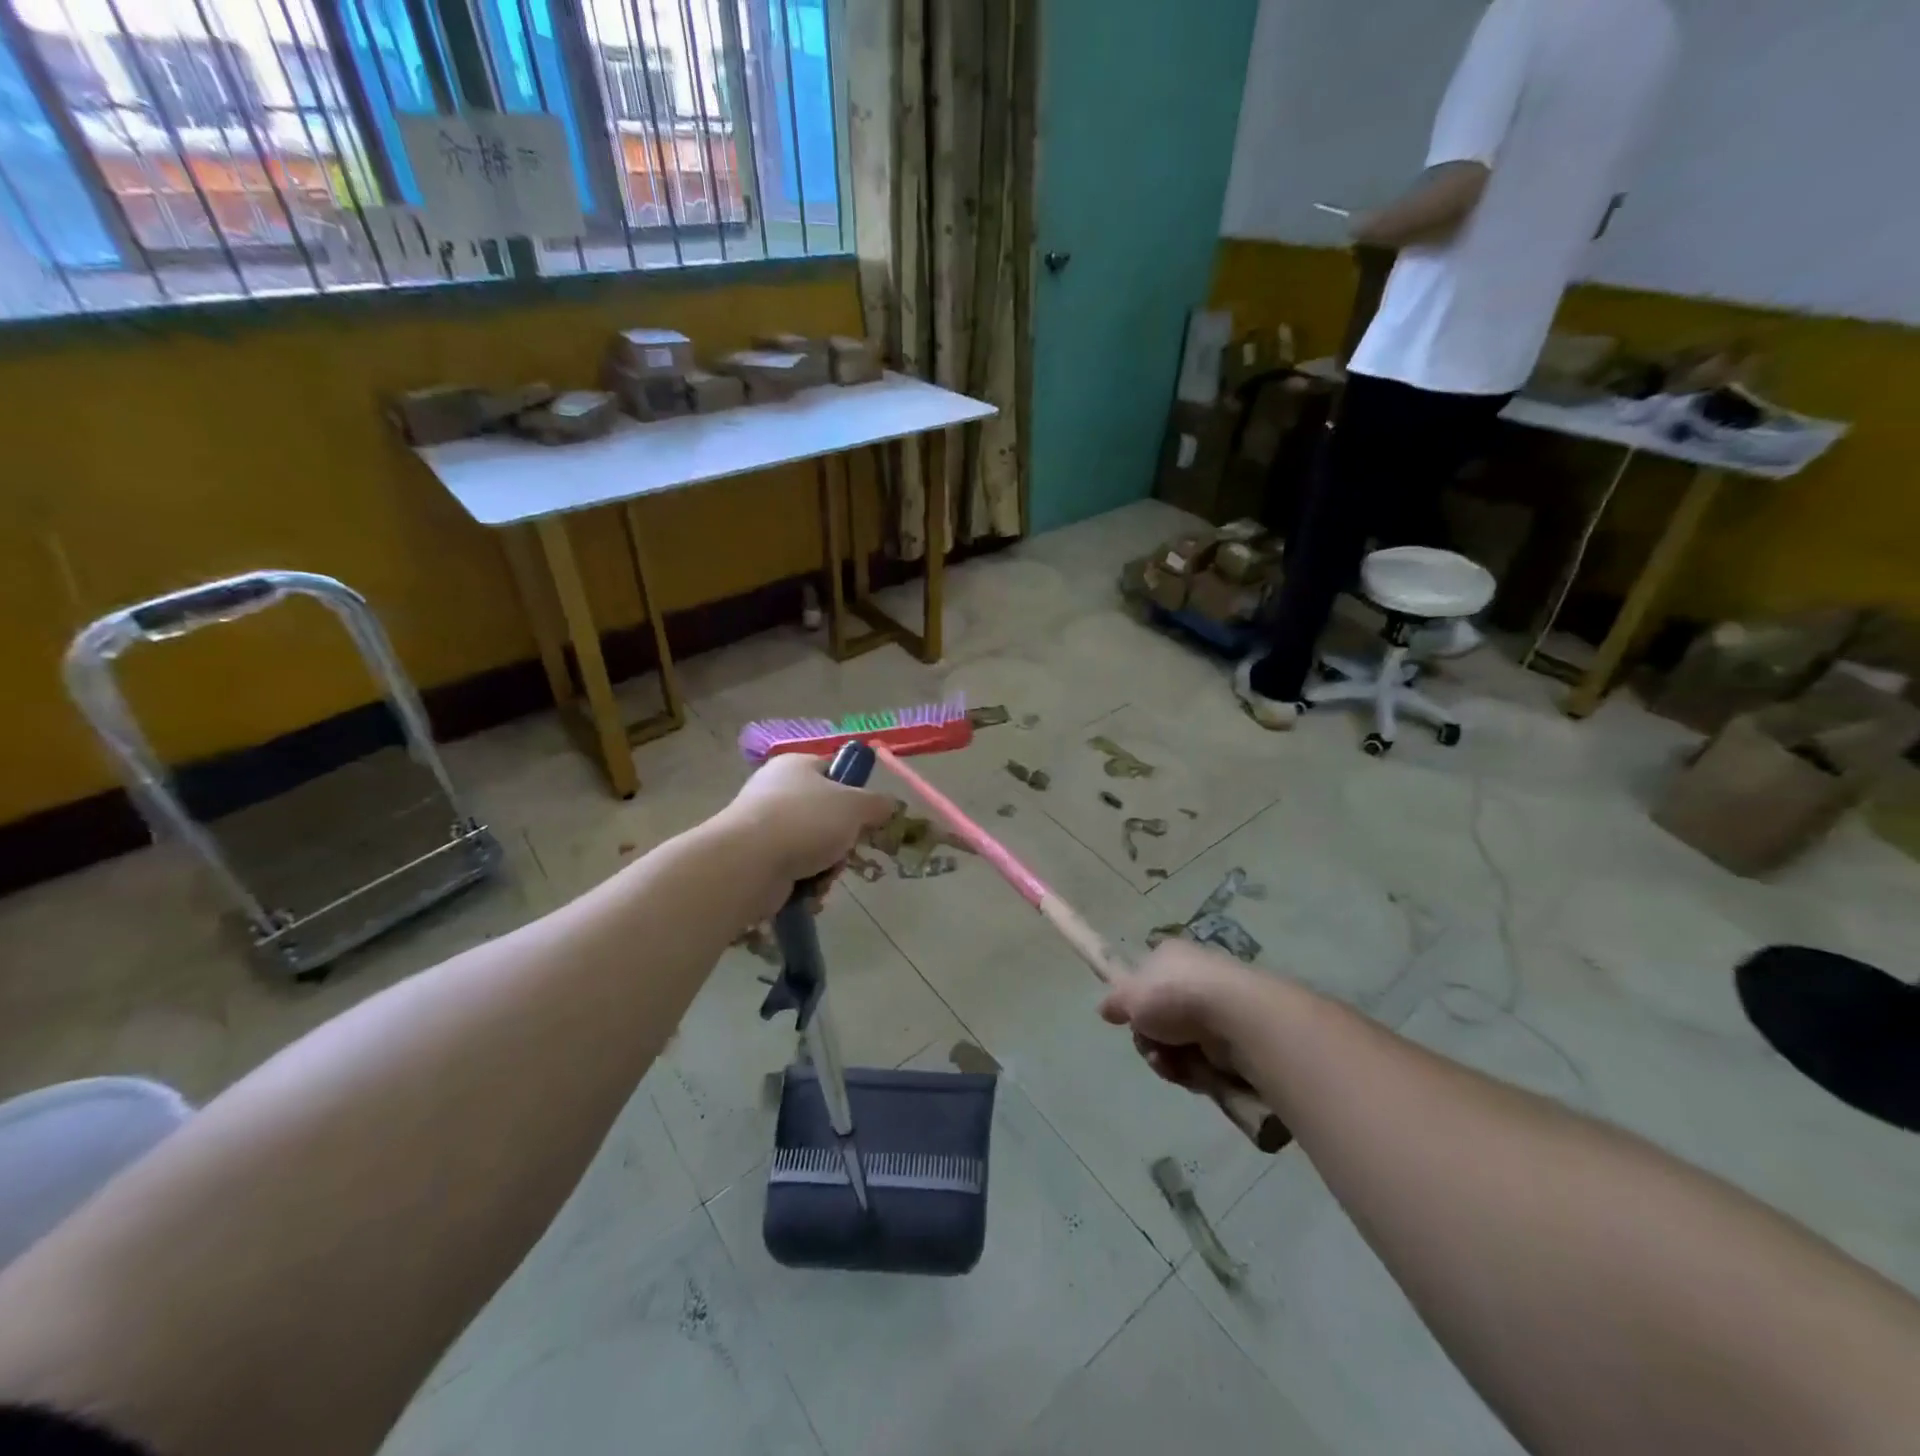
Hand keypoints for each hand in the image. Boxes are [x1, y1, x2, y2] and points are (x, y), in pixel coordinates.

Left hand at [716, 754, 896, 916]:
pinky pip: (796, 871)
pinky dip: (808, 883)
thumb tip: (891, 804)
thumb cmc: (805, 821)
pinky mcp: (757, 861)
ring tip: (824, 874)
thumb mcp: (855, 805)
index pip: (835, 771)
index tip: (869, 815)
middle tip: (848, 849)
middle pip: (828, 815)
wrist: (748, 864)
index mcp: (796, 765)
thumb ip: (878, 803)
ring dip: (828, 866)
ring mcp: (764, 827)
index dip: (856, 792)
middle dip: (843, 839)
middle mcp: (777, 791)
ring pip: (815, 847)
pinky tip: (809, 891)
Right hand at [1098, 941, 1264, 1091]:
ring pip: (1178, 1042)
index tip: (1130, 1019)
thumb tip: (1104, 1009)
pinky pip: (1202, 1059)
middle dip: (1150, 1038)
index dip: (1135, 1002)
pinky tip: (1193, 1069)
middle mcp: (1193, 976)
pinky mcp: (1234, 1036)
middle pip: (1159, 1017)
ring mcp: (1216, 1007)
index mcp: (1169, 956)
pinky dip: (1193, 1069)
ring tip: (1170, 1062)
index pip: (1145, 978)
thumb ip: (1114, 1002)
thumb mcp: (1128, 995)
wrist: (1233, 1015)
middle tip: (1150, 1045)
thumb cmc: (1174, 995)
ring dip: (1168, 1058)